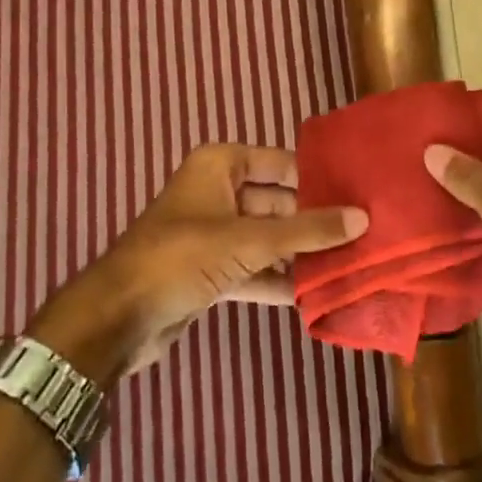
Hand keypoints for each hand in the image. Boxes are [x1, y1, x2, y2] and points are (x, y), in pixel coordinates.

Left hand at [28, 144, 366, 383]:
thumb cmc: (181, 257)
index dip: (316, 177)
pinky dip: (280, 280)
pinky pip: (256, 268)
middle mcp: (218, 192)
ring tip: (351, 263)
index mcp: (220, 166)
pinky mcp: (212, 271)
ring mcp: (215, 234)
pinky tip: (317, 294)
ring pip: (269, 238)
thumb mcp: (249, 240)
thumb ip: (307, 230)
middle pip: (278, 202)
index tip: (358, 192)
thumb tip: (363, 218)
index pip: (280, 163)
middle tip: (364, 232)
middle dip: (314, 220)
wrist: (117, 319)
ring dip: (301, 254)